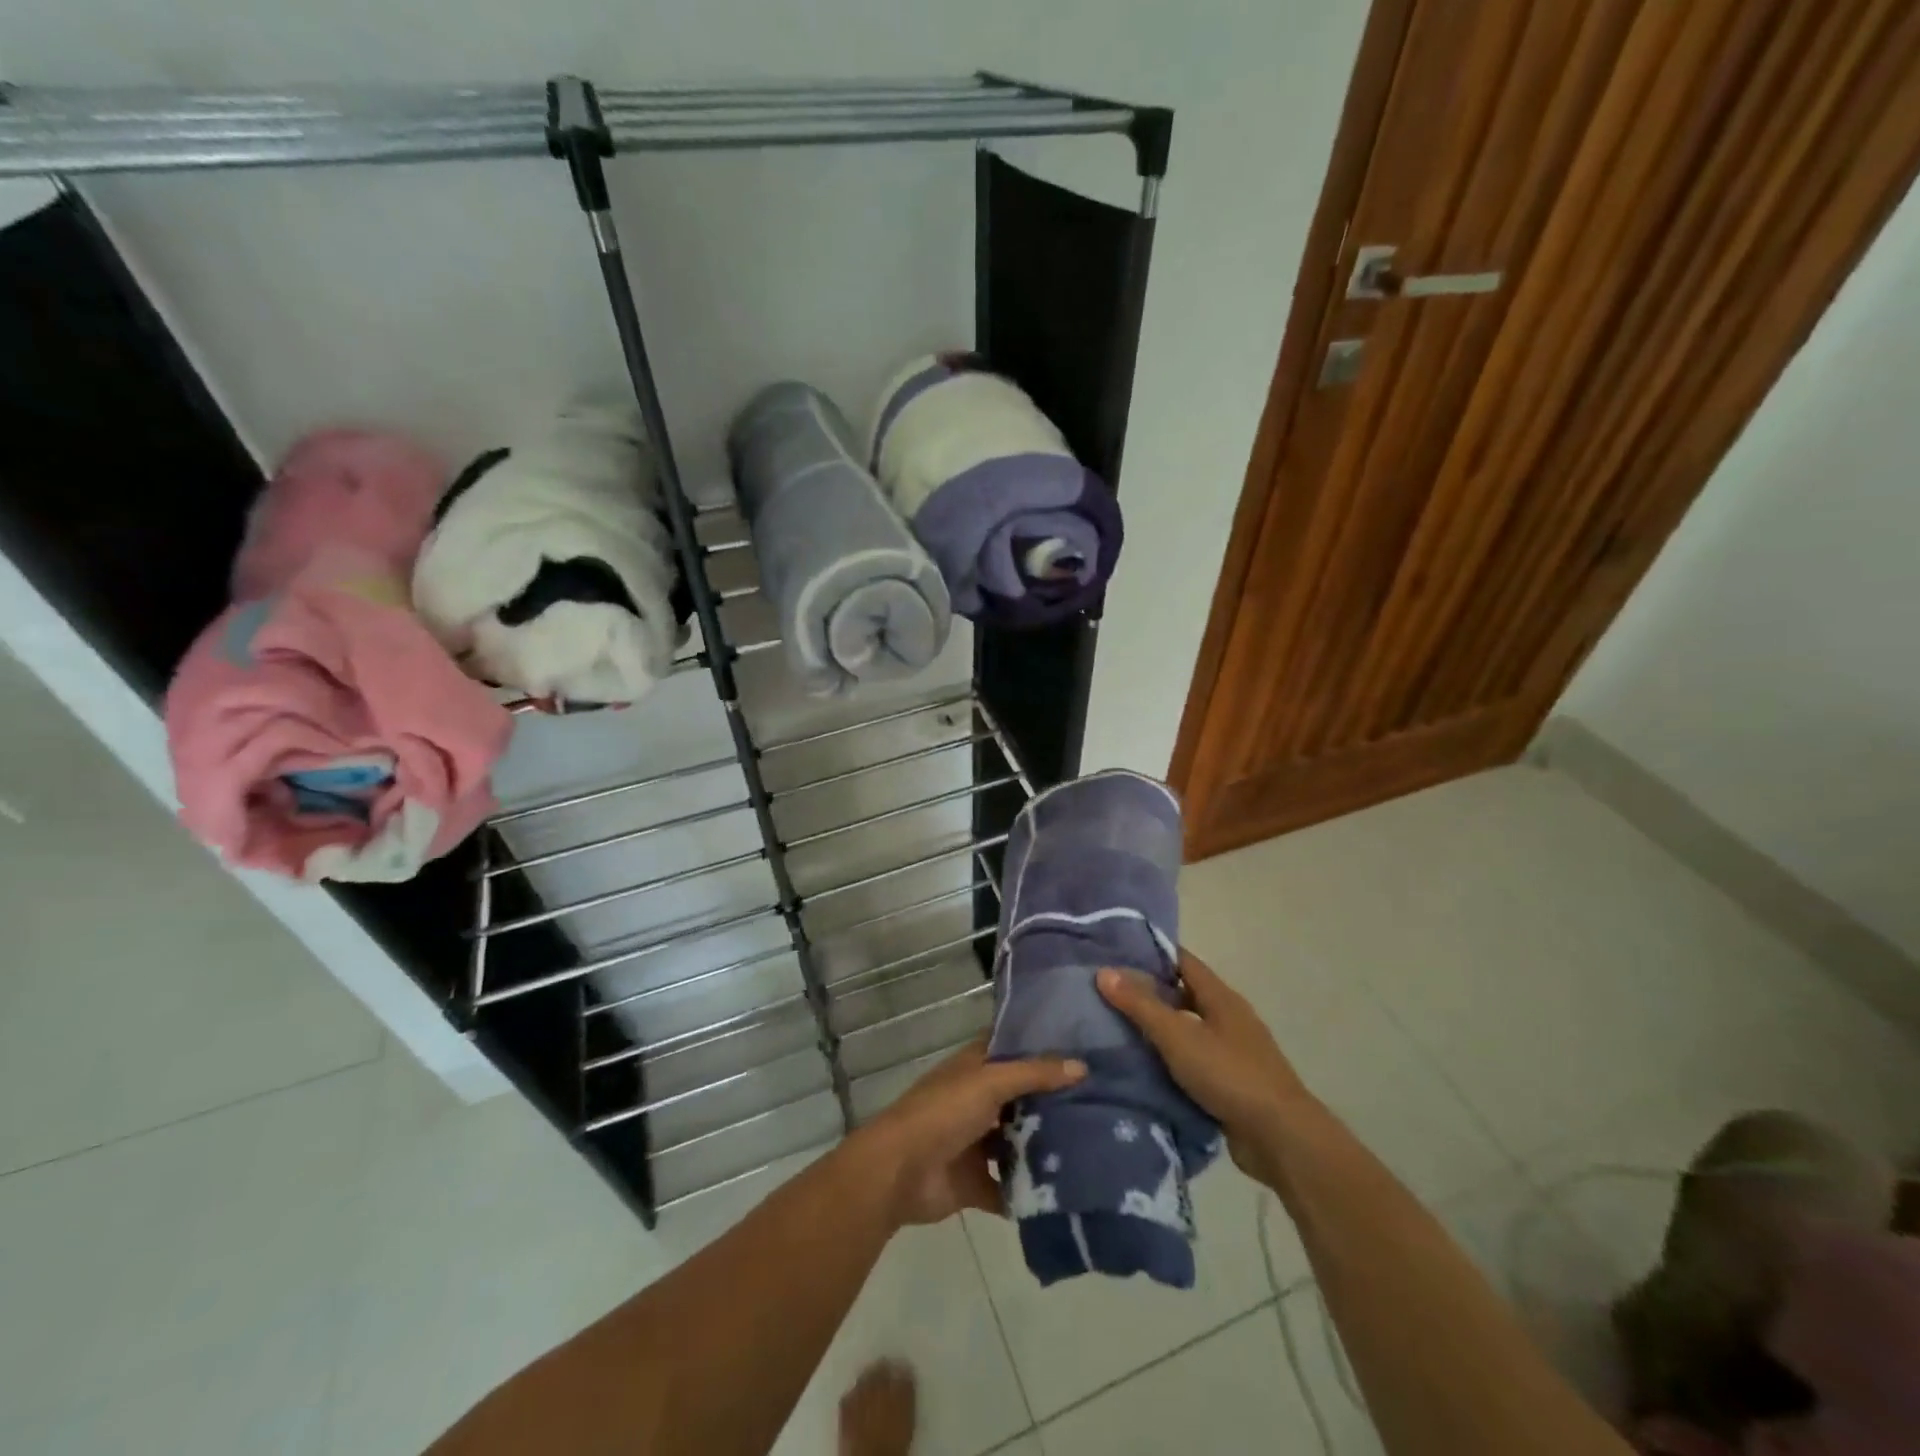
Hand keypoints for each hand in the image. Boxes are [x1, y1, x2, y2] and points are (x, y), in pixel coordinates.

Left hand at [851, 1038, 1085, 1227]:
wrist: (898, 1172)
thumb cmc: (942, 1112)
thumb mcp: (990, 1082)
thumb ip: (1034, 1074)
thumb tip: (1082, 1066)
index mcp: (975, 1068)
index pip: (1012, 1047)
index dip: (1041, 1045)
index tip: (1084, 1045)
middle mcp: (978, 1100)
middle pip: (1021, 1097)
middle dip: (1053, 1100)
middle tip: (1104, 1100)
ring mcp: (976, 1142)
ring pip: (1018, 1141)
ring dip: (1045, 1146)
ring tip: (1097, 1144)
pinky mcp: (976, 1183)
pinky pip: (1010, 1187)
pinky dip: (1030, 1191)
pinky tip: (1070, 1191)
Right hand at [1098, 949, 1313, 1185]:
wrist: (1280, 1138)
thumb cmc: (1229, 1074)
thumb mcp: (1178, 1036)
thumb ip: (1141, 1005)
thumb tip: (1104, 971)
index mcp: (1221, 997)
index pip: (1182, 960)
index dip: (1151, 953)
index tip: (1115, 952)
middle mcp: (1228, 1018)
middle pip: (1183, 994)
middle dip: (1148, 992)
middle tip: (1106, 992)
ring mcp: (1232, 1052)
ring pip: (1187, 1030)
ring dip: (1157, 1029)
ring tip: (1114, 1028)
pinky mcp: (1231, 1084)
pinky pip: (1192, 1062)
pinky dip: (1169, 1061)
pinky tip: (1140, 1067)